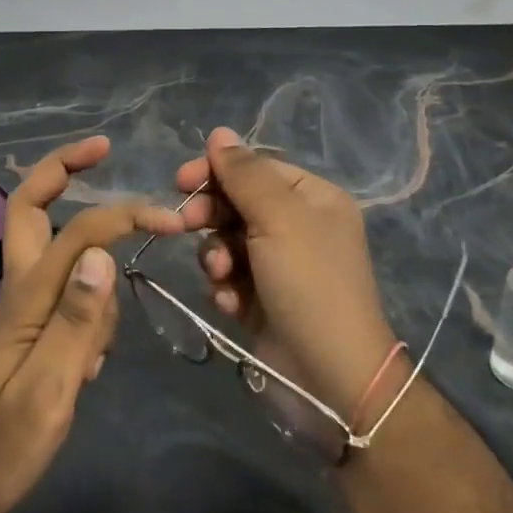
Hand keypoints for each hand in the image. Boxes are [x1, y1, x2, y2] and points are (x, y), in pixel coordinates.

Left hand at [0, 136, 186, 512]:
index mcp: (27, 295)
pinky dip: (88, 304)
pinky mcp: (29, 330)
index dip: (124, 214)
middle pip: (30, 206)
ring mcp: (22, 307)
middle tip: (101, 148)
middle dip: (62, 167)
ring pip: (57, 251)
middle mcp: (21, 287)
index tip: (169, 220)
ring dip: (89, 257)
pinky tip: (91, 362)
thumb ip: (77, 320)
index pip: (80, 232)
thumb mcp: (48, 390)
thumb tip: (103, 251)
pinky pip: (65, 292)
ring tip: (101, 338)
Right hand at [174, 129, 400, 427]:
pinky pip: (231, 277)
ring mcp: (280, 265)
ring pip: (228, 241)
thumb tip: (219, 132)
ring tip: (221, 275)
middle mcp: (298, 226)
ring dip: (216, 255)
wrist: (331, 380)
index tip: (181, 180)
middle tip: (186, 226)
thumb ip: (245, 174)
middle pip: (238, 203)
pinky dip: (226, 287)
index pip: (257, 168)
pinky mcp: (263, 300)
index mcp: (312, 198)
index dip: (217, 170)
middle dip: (212, 215)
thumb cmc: (310, 284)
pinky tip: (231, 303)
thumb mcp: (279, 218)